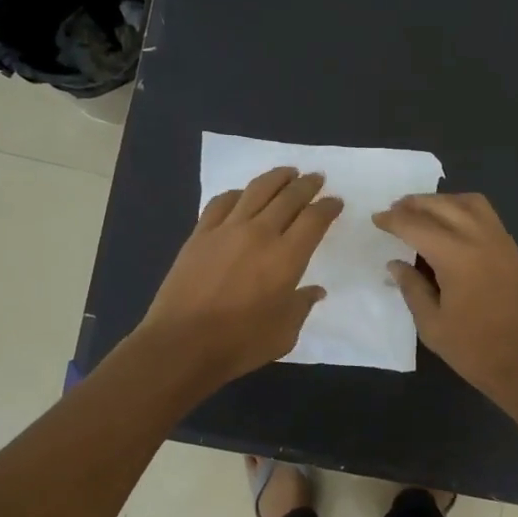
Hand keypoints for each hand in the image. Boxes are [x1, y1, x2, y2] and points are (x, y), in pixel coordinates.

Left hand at [139, 167, 342, 389]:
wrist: (182, 343)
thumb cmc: (240, 343)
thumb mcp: (285, 333)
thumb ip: (302, 306)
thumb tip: (314, 291)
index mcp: (287, 257)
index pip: (314, 220)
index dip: (328, 207)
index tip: (335, 201)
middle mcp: (260, 234)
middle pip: (288, 197)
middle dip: (307, 185)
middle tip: (317, 178)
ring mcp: (226, 230)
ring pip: (256, 190)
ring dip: (276, 178)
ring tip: (287, 172)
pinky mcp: (200, 234)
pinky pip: (222, 202)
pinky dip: (238, 193)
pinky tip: (242, 194)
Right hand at [372, 192, 517, 410]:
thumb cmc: (475, 350)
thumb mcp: (432, 324)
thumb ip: (412, 288)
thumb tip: (396, 264)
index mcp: (456, 256)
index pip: (416, 225)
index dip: (393, 220)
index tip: (376, 219)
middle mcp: (480, 238)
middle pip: (443, 205)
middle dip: (415, 204)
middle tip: (395, 210)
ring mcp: (502, 242)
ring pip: (470, 203)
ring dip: (443, 201)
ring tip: (424, 213)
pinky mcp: (514, 252)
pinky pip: (487, 216)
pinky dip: (464, 211)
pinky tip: (452, 227)